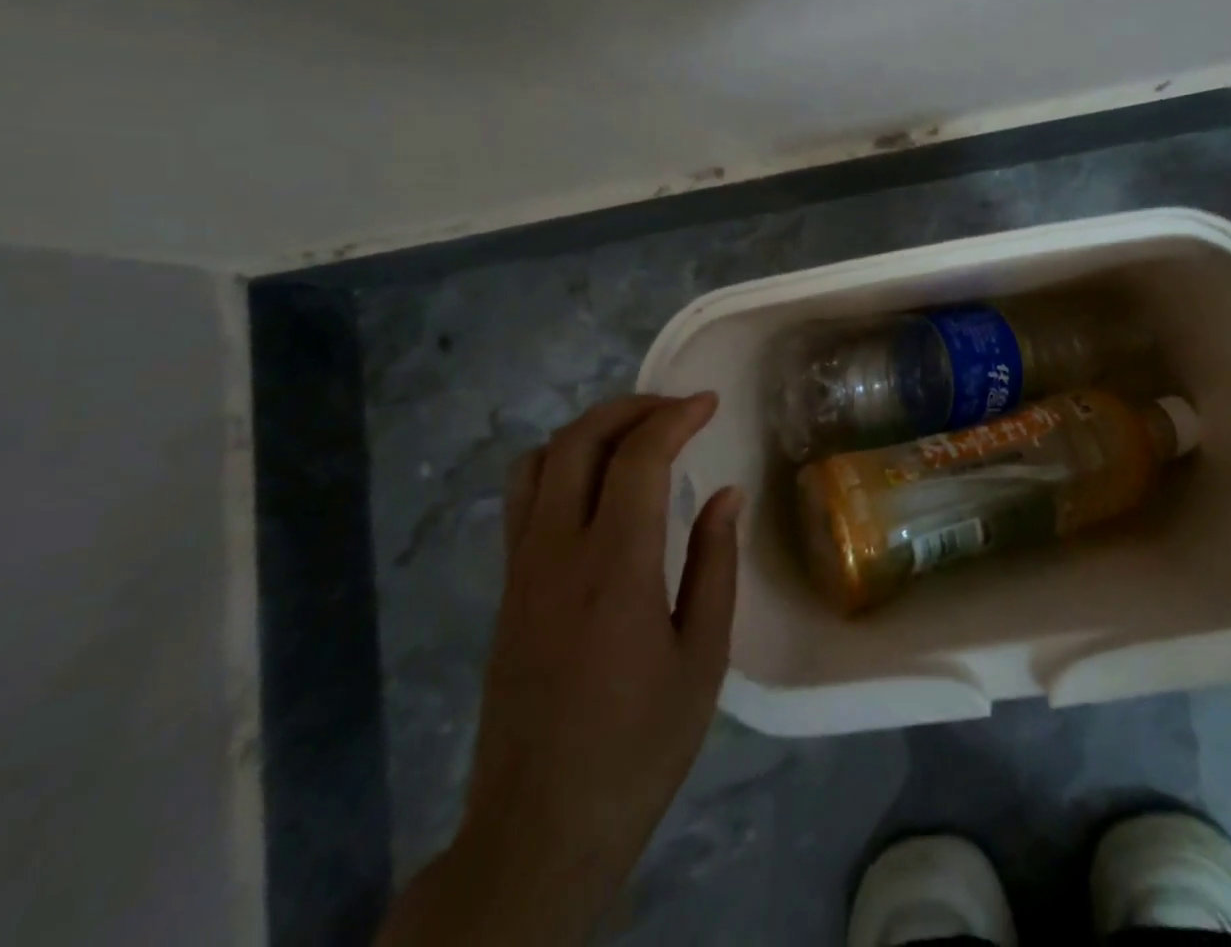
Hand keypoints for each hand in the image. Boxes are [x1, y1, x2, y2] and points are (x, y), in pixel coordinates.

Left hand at [378, 393, 740, 945]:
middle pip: (578, 441)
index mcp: (614, 569)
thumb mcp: (702, 660)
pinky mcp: (506, 590)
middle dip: (630, 408)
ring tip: (635, 437)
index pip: (637, 459)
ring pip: (539, 462)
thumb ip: (714, 565)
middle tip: (676, 409)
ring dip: (589, 431)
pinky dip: (562, 464)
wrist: (539, 828)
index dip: (674, 417)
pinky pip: (524, 498)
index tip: (709, 403)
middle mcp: (557, 553)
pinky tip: (599, 488)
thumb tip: (724, 494)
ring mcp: (521, 569)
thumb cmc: (638, 745)